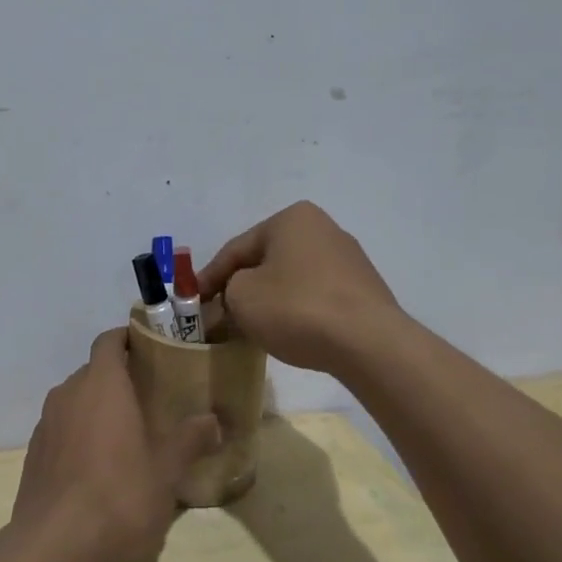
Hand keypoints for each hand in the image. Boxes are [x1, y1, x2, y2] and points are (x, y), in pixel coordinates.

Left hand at [11, 329, 220, 561]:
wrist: (55, 556)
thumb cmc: (120, 500)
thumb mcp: (166, 471)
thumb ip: (189, 440)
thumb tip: (213, 420)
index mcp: (100, 386)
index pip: (109, 342)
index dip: (129, 340)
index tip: (154, 349)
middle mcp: (67, 396)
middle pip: (93, 374)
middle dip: (120, 380)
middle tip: (153, 398)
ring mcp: (45, 428)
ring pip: (76, 404)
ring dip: (99, 411)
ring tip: (131, 435)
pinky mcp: (33, 460)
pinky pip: (63, 434)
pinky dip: (82, 438)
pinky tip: (102, 470)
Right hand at [199, 202, 400, 372]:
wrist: (368, 342)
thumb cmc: (296, 308)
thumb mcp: (242, 297)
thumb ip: (226, 291)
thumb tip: (233, 299)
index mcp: (291, 219)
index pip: (236, 248)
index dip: (209, 277)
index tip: (193, 301)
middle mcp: (322, 228)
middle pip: (265, 261)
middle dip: (241, 287)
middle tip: (220, 314)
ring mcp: (348, 259)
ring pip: (290, 279)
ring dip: (268, 299)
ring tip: (250, 327)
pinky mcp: (363, 289)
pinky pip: (315, 295)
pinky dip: (296, 310)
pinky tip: (287, 332)